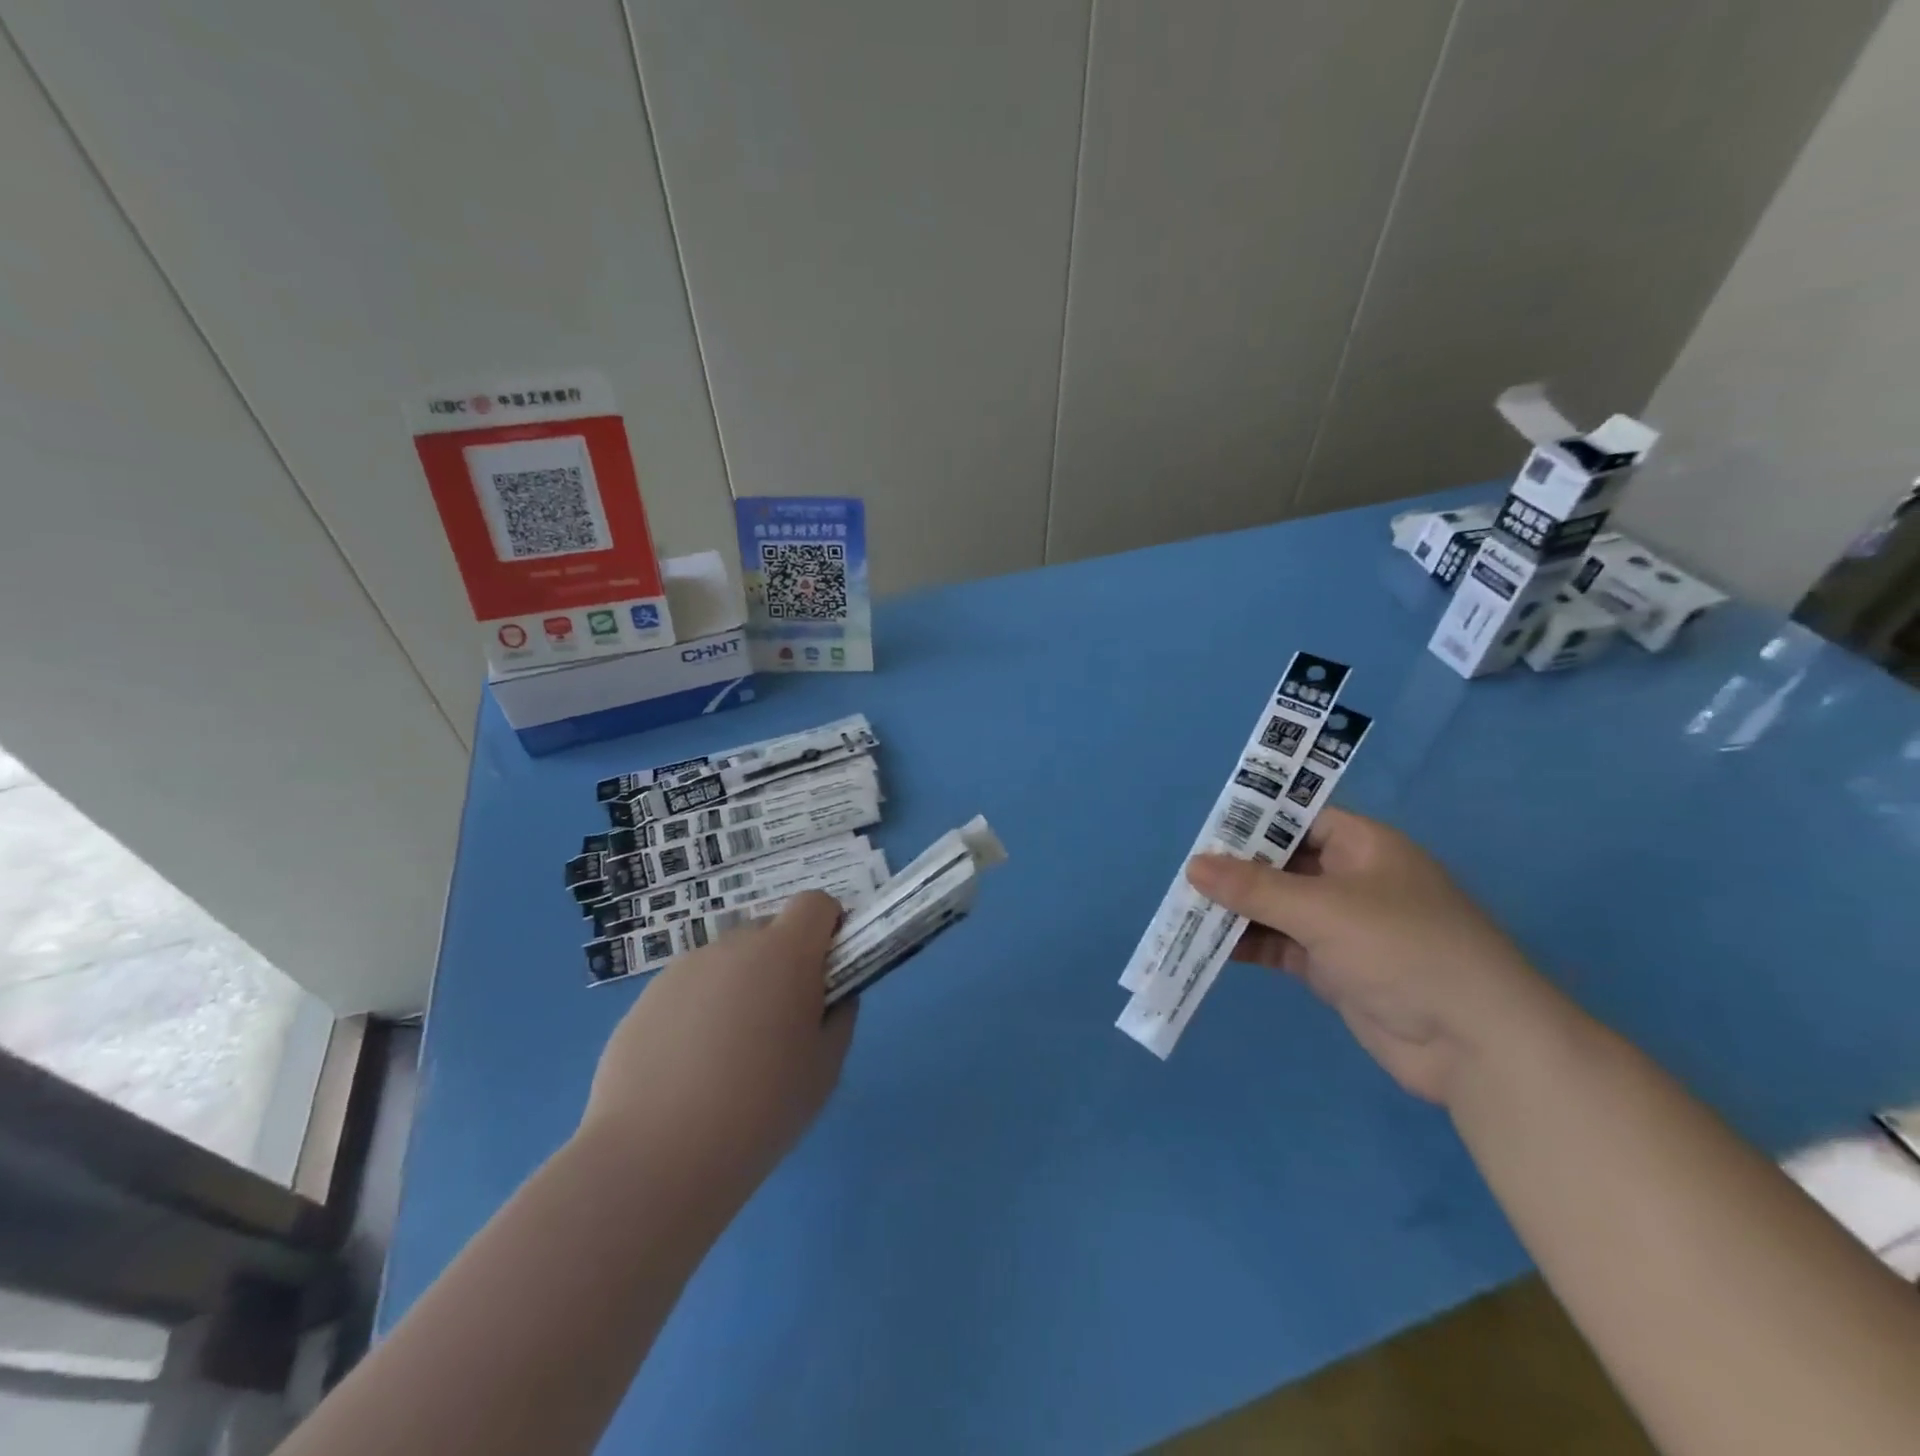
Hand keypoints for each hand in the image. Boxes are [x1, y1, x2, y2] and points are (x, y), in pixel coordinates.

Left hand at [577, 892, 855, 1215]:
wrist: (656, 1156)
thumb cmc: (761, 1108)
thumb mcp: (826, 1068)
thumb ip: (839, 1016)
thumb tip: (830, 996)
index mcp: (785, 952)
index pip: (816, 904)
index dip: (828, 929)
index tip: (827, 973)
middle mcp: (734, 945)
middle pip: (770, 933)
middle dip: (783, 964)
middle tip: (779, 1027)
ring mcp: (684, 969)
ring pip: (728, 963)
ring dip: (740, 988)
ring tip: (727, 1059)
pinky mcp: (646, 998)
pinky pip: (690, 990)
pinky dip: (699, 1014)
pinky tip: (688, 1072)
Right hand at [1186, 808, 1562, 1104]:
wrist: (1476, 1045)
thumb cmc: (1405, 949)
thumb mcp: (1324, 909)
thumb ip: (1255, 887)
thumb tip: (1193, 866)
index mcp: (1365, 846)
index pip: (1301, 817)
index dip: (1255, 820)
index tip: (1206, 831)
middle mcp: (1353, 880)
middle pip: (1283, 863)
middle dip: (1237, 870)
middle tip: (1185, 875)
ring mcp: (1343, 927)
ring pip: (1278, 907)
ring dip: (1238, 910)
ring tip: (1186, 910)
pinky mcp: (1334, 968)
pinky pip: (1282, 945)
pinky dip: (1251, 944)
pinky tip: (1211, 946)